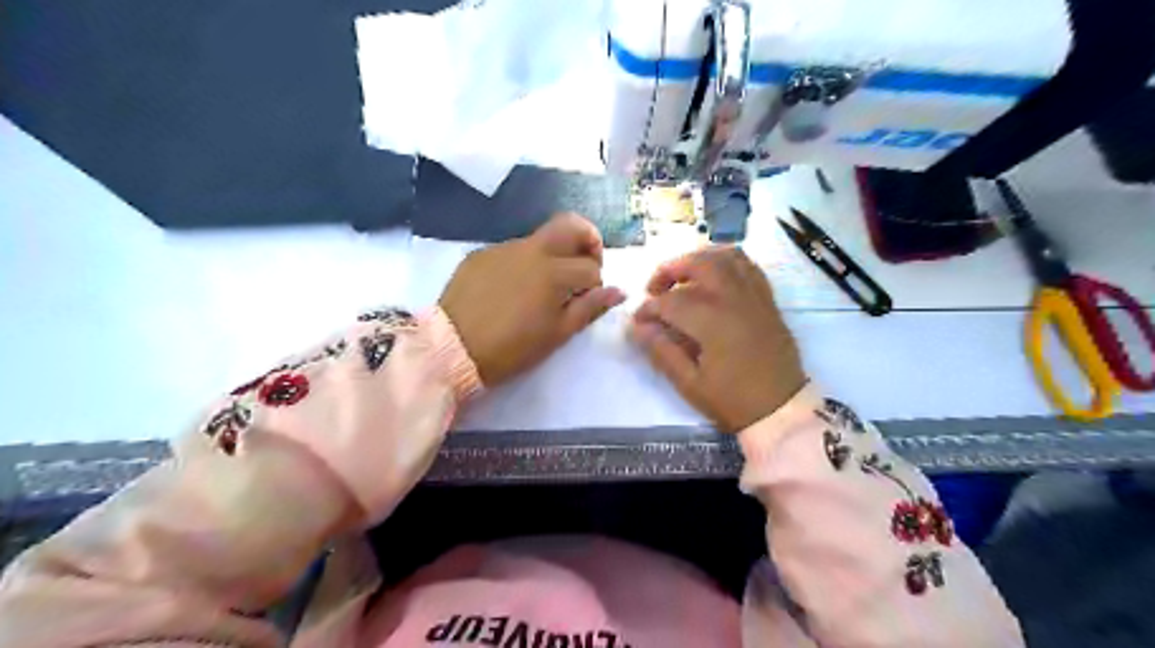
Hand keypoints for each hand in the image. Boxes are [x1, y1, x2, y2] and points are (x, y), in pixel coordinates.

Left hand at [441, 212, 622, 384]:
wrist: (451, 349)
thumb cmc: (511, 348)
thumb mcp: (556, 334)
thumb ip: (589, 308)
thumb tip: (619, 291)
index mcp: (553, 271)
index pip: (591, 267)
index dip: (596, 284)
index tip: (587, 300)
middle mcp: (530, 249)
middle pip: (570, 225)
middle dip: (587, 240)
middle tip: (585, 264)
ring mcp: (502, 248)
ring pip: (540, 239)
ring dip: (553, 255)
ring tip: (542, 287)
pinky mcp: (480, 254)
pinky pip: (512, 250)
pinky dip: (524, 263)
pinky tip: (512, 289)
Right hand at [632, 245, 804, 433]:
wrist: (782, 410)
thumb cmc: (733, 401)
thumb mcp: (690, 384)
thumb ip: (662, 352)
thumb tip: (637, 328)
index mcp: (713, 321)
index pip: (670, 301)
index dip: (648, 309)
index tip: (638, 322)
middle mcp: (734, 299)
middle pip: (699, 263)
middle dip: (670, 270)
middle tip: (655, 289)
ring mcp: (754, 296)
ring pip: (725, 256)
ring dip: (698, 259)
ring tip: (683, 278)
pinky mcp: (767, 299)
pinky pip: (747, 265)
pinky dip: (725, 262)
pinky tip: (713, 278)